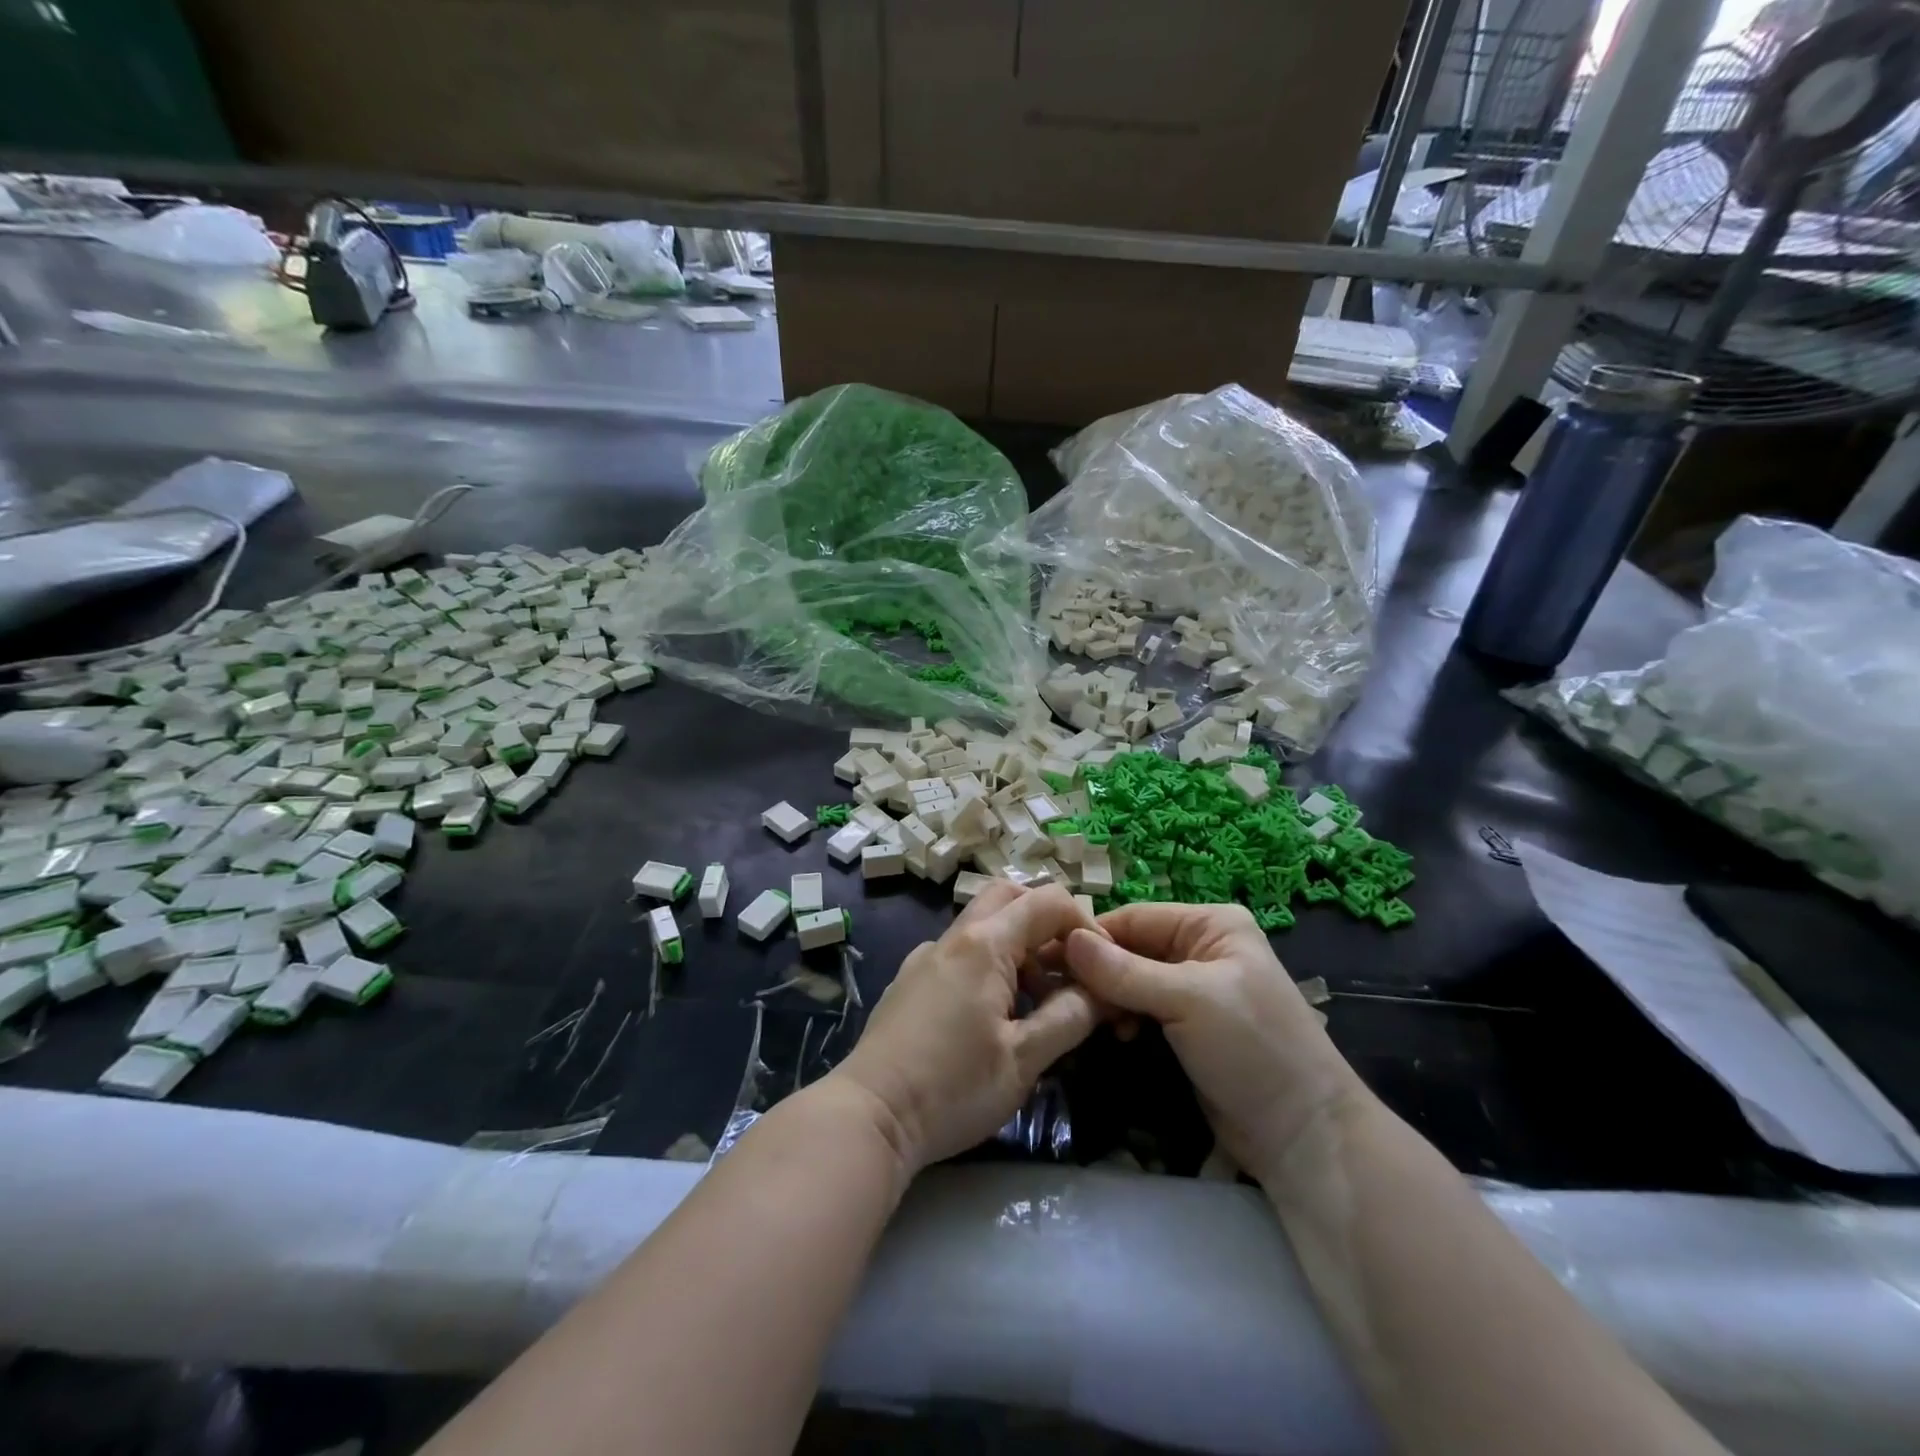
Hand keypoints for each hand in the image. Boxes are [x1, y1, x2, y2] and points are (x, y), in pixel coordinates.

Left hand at [832, 883, 1100, 1176]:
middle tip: (1070, 970)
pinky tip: (995, 1015)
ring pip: (982, 925)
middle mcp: (952, 938)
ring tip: (1039, 1003)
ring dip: (1019, 946)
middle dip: (1047, 923)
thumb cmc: (952, 1088)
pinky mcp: (910, 980)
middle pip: (1009, 898)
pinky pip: (960, 952)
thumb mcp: (1023, 1060)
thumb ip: (1068, 1017)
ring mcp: (926, 957)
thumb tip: (1101, 992)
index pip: (1046, 901)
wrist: (869, 1116)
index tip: (1102, 964)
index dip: (1084, 922)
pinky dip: (990, 963)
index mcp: (984, 945)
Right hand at [1064, 903, 1367, 1181]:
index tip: (1047, 957)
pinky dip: (1123, 1018)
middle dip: (1099, 971)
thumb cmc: (1252, 1049)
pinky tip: (1115, 1034)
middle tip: (1061, 994)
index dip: (1093, 936)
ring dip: (1109, 998)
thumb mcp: (1188, 1000)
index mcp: (1210, 925)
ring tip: (1090, 1019)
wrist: (1304, 1136)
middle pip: (1131, 948)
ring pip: (1131, 980)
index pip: (1135, 917)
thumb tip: (1066, 940)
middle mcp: (1200, 948)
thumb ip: (1124, 971)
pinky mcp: (1186, 1027)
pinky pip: (1141, 1008)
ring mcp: (1193, 990)